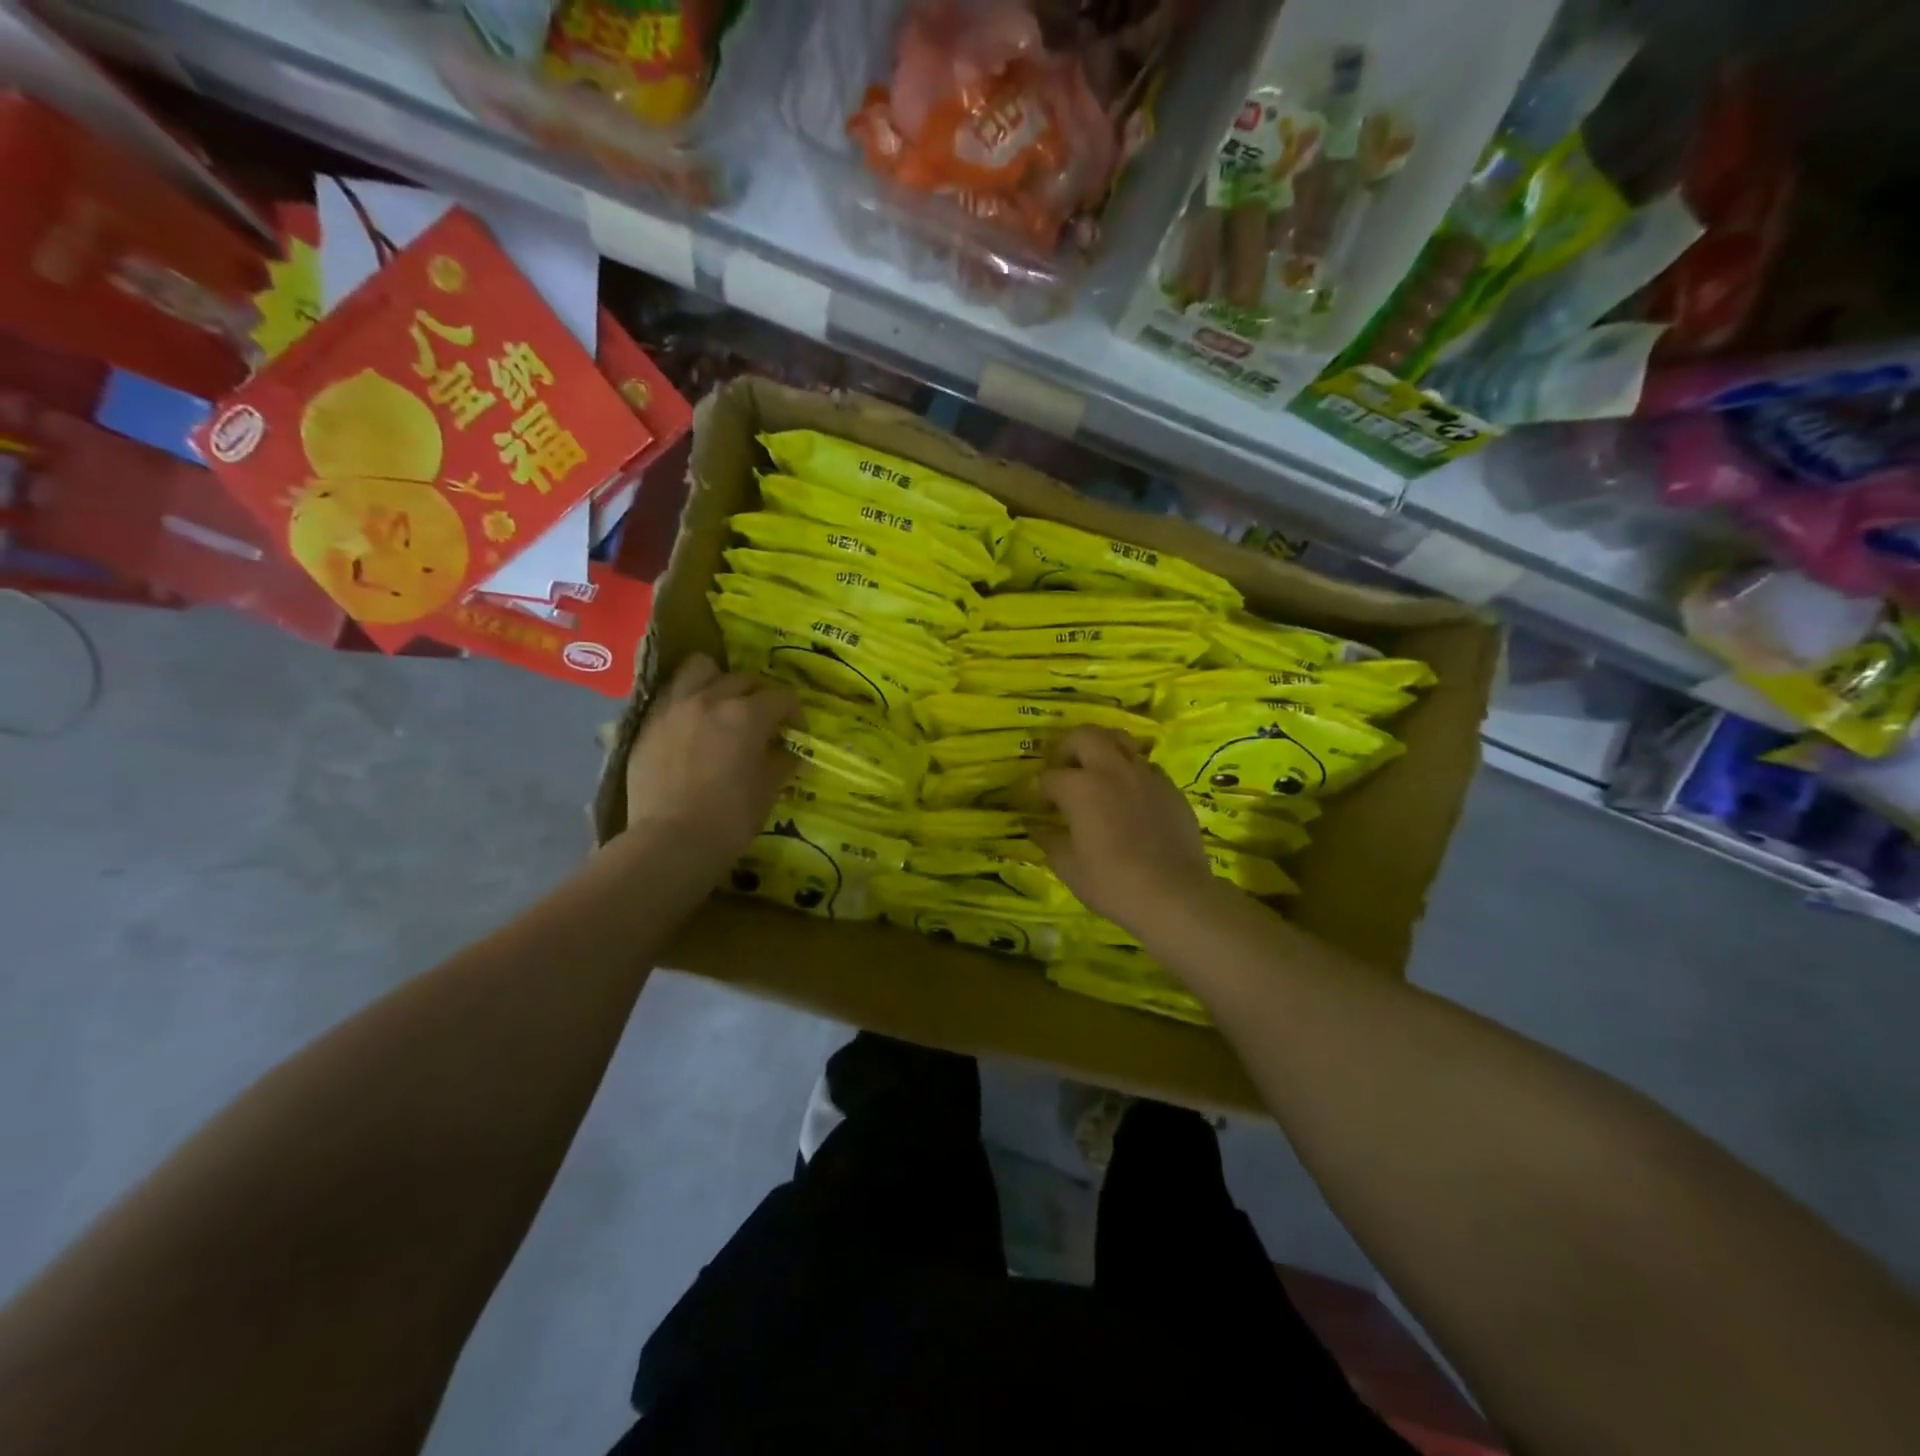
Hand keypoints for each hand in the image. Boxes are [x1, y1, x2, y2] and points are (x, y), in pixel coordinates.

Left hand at [624, 654, 796, 875]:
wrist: (670, 842)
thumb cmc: (730, 819)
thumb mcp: (768, 790)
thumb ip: (782, 761)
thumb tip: (789, 750)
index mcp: (747, 715)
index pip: (782, 697)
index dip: (794, 714)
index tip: (795, 733)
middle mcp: (711, 699)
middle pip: (743, 678)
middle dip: (760, 695)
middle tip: (762, 721)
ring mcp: (675, 707)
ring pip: (699, 668)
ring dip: (717, 680)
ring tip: (721, 704)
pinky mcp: (648, 722)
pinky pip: (671, 693)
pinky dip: (687, 699)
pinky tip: (692, 723)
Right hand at [1033, 726, 1215, 935]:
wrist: (1174, 895)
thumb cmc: (1112, 882)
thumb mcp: (1069, 867)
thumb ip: (1049, 841)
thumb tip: (1036, 828)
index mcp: (1080, 787)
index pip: (1050, 777)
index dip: (1040, 791)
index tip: (1041, 806)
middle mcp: (1111, 769)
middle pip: (1084, 735)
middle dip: (1067, 747)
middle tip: (1064, 770)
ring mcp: (1145, 774)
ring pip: (1120, 740)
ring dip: (1102, 749)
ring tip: (1097, 772)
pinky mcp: (1170, 786)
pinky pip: (1145, 765)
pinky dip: (1130, 772)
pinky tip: (1129, 796)